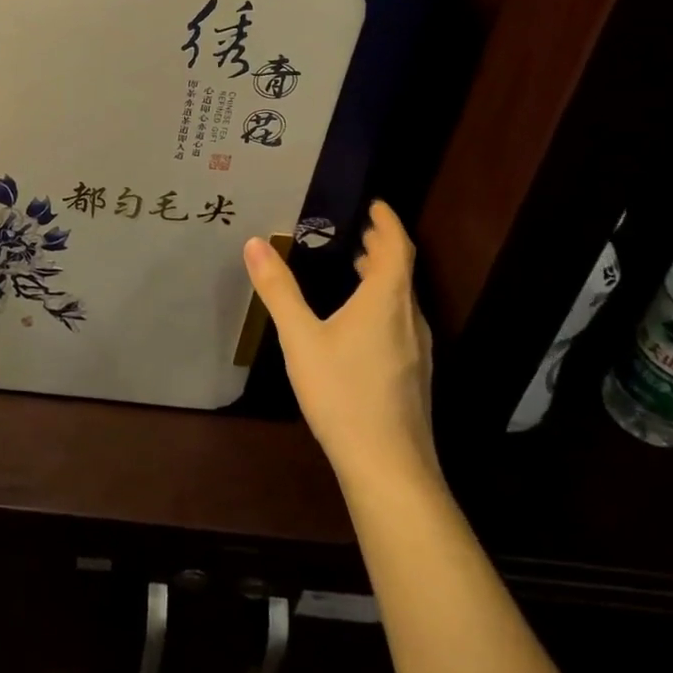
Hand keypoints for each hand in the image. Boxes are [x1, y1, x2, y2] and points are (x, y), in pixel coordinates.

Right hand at [244, 201, 441, 492]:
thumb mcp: (301, 339)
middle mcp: (409, 319)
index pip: (396, 247)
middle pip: (402, 271)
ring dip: (382, 276)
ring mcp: (417, 350)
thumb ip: (279, 290)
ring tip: (356, 266)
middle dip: (382, 247)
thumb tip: (255, 243)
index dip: (387, 222)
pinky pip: (401, 322)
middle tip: (358, 229)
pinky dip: (383, 303)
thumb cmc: (344, 394)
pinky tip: (360, 321)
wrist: (389, 468)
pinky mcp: (414, 376)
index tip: (375, 204)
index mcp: (386, 301)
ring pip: (402, 299)